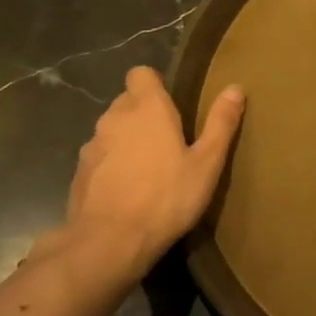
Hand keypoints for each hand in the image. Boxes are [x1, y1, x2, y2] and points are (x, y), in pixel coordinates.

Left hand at [44, 67, 244, 283]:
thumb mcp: (207, 163)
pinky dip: (113, 164)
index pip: (141, 74)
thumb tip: (235, 88)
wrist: (110, 242)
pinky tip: (129, 189)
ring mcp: (93, 145)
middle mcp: (115, 118)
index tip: (173, 104)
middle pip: (128, 101)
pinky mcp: (80, 172)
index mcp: (148, 109)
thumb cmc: (167, 197)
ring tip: (150, 167)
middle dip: (145, 113)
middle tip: (171, 140)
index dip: (156, 84)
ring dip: (128, 139)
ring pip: (113, 129)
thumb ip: (220, 123)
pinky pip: (101, 156)